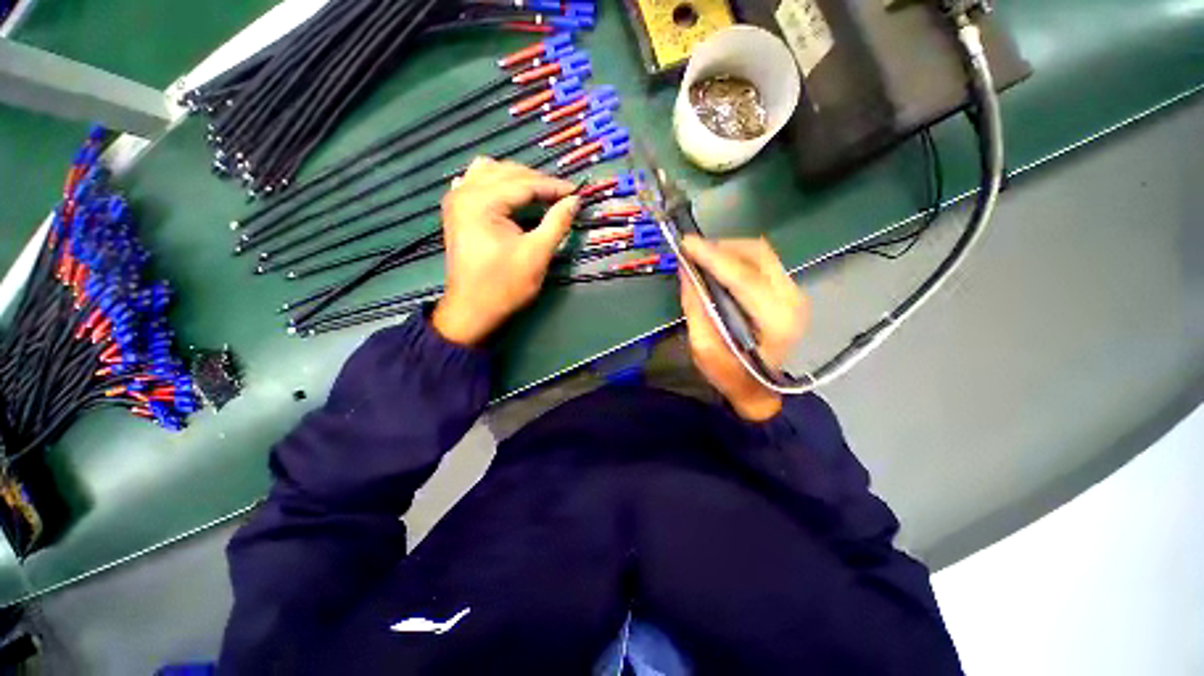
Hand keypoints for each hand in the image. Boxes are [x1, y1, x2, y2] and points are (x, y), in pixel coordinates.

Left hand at [432, 157, 578, 345]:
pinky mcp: (457, 211)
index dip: (553, 186)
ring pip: (491, 172)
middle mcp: (464, 192)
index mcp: (481, 201)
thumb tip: (575, 201)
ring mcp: (457, 200)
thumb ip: (557, 223)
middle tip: (564, 196)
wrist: (472, 310)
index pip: (524, 183)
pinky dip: (498, 184)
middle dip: (538, 182)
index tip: (577, 192)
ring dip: (518, 179)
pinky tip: (510, 195)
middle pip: (508, 173)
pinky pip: (478, 182)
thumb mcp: (536, 254)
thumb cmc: (505, 286)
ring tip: (540, 194)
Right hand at [679, 236, 808, 420]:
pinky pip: (762, 262)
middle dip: (721, 248)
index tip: (686, 244)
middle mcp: (793, 300)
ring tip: (703, 258)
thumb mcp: (703, 348)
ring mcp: (795, 293)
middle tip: (693, 252)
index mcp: (775, 321)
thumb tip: (686, 272)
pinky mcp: (789, 290)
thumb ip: (695, 308)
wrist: (760, 388)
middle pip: (758, 255)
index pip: (744, 278)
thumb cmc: (730, 375)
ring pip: (761, 253)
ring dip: (729, 250)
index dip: (713, 257)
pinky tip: (720, 267)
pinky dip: (738, 258)